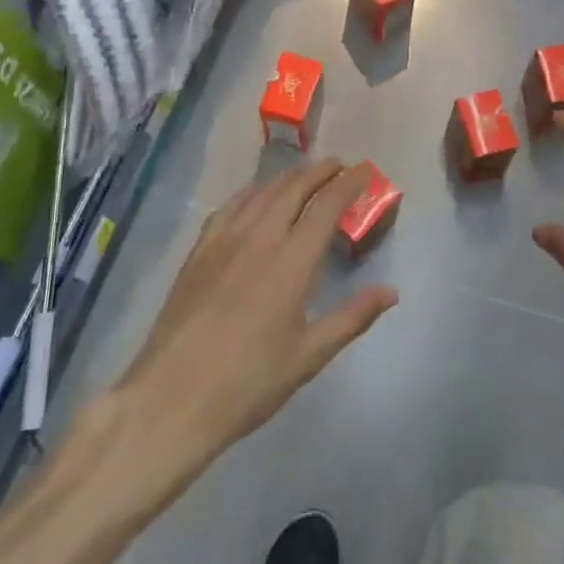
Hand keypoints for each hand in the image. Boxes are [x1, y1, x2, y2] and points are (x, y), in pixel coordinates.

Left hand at [114, 159, 397, 466]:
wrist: (171, 398)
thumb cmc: (248, 382)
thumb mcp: (309, 355)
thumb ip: (352, 318)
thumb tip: (391, 292)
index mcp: (291, 261)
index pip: (326, 205)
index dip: (349, 183)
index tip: (366, 171)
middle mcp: (258, 238)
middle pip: (293, 188)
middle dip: (319, 171)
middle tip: (339, 166)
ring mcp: (223, 242)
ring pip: (260, 193)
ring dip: (287, 178)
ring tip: (304, 176)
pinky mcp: (198, 253)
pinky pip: (228, 208)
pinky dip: (250, 193)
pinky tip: (253, 198)